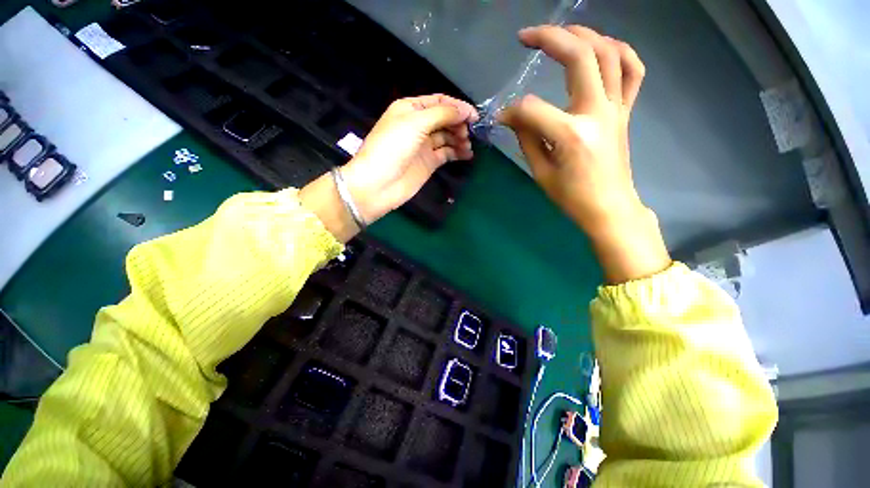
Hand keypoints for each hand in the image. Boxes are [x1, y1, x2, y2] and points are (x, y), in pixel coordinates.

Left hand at [300, 94, 477, 241]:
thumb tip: (466, 110)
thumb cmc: (392, 148)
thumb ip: (442, 114)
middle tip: (469, 132)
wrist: (379, 184)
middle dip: (459, 123)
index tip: (474, 115)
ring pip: (447, 136)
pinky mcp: (428, 162)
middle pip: (445, 119)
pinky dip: (457, 152)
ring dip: (459, 138)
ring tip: (467, 145)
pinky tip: (467, 154)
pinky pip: (447, 153)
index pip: (439, 102)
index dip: (457, 106)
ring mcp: (424, 145)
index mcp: (411, 109)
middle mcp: (418, 125)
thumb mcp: (415, 123)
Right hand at [499, 25, 669, 282]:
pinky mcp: (625, 111)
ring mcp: (616, 108)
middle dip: (550, 38)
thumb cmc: (571, 197)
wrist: (609, 207)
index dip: (512, 111)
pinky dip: (620, 51)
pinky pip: (633, 71)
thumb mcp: (541, 173)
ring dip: (584, 35)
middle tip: (526, 35)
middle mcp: (597, 112)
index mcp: (571, 135)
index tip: (503, 118)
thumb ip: (527, 139)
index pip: (532, 109)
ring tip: (562, 33)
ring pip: (609, 54)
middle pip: (579, 57)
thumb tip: (512, 117)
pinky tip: (603, 47)